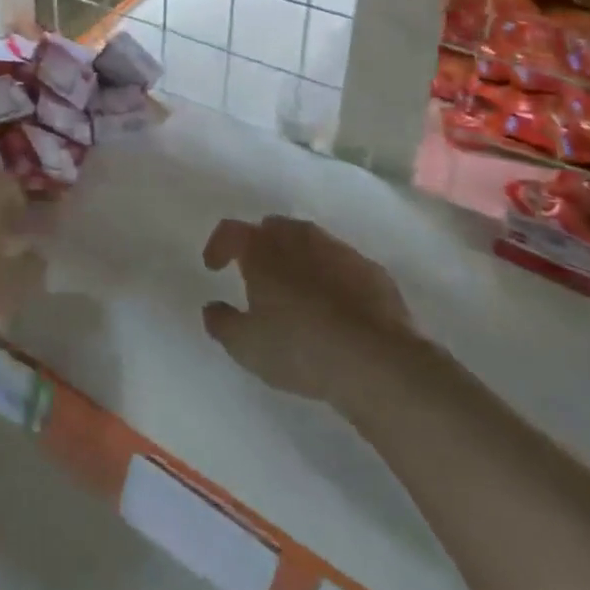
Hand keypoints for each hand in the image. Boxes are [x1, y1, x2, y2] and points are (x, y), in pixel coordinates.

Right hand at [201, 216, 414, 403]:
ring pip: (310, 243)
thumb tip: (212, 308)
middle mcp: (299, 238)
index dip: (218, 245)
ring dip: (298, 259)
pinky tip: (336, 308)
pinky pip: (342, 266)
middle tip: (258, 275)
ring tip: (298, 292)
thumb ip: (222, 323)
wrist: (377, 360)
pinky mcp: (372, 271)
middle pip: (273, 229)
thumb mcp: (246, 346)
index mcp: (262, 249)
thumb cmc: (299, 347)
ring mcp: (339, 251)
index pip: (231, 231)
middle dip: (262, 246)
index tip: (213, 266)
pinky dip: (332, 277)